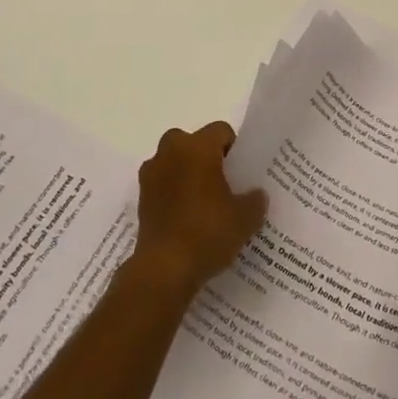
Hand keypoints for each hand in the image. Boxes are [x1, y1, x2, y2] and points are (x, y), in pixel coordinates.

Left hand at [129, 122, 266, 301]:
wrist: (164, 268)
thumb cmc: (208, 232)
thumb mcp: (245, 219)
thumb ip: (255, 200)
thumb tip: (257, 194)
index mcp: (198, 147)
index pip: (221, 130)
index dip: (234, 147)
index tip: (241, 171)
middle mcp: (171, 151)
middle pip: (192, 141)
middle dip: (205, 156)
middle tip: (221, 182)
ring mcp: (151, 173)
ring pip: (173, 160)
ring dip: (186, 172)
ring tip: (203, 201)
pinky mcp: (141, 197)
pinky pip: (162, 182)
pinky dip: (172, 191)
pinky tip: (186, 216)